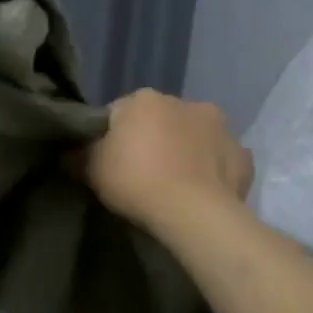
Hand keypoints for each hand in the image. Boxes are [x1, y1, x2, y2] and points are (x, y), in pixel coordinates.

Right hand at [83, 89, 252, 232]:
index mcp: (145, 99)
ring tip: (173, 184)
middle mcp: (185, 102)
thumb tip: (69, 150)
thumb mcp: (89, 168)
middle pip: (159, 120)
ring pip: (193, 136)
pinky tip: (201, 191)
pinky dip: (211, 170)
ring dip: (184, 151)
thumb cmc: (136, 181)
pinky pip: (220, 160)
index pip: (119, 112)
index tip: (107, 162)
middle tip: (139, 174)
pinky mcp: (243, 157)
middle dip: (151, 140)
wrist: (195, 214)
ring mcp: (221, 128)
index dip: (110, 137)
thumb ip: (77, 153)